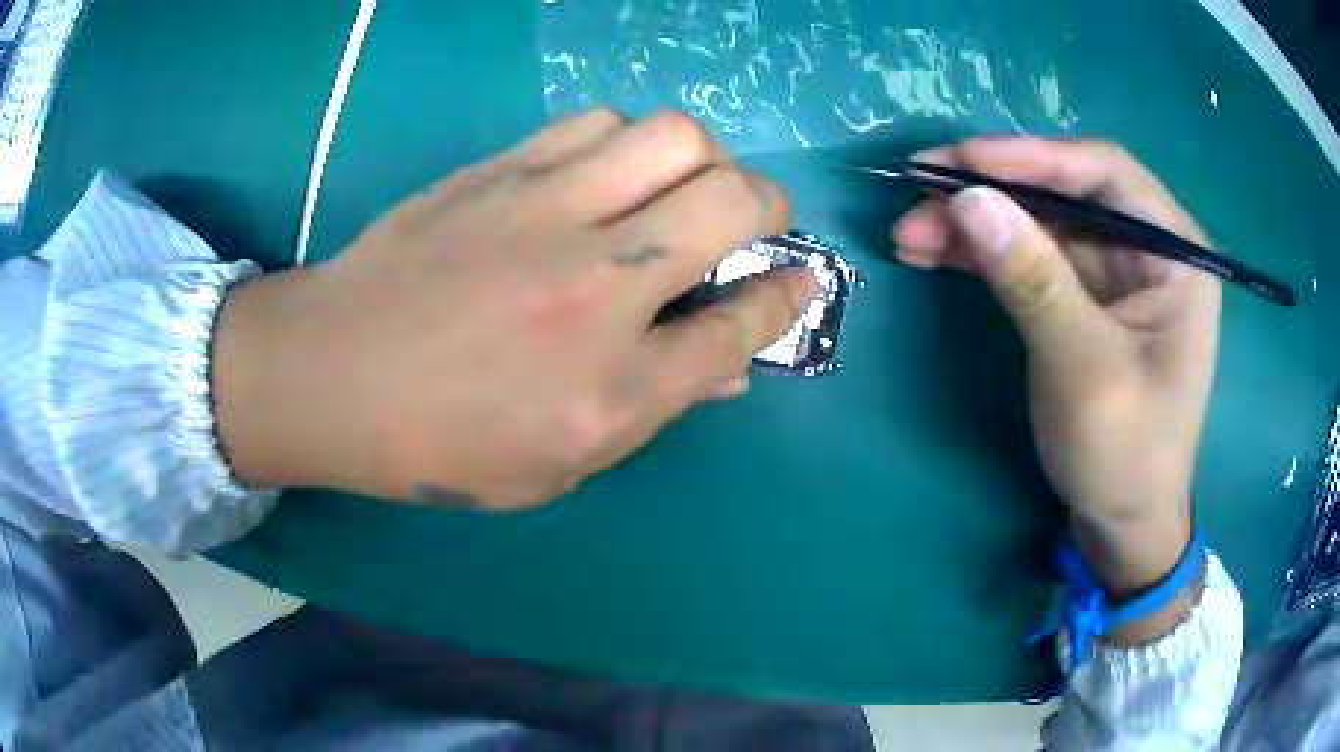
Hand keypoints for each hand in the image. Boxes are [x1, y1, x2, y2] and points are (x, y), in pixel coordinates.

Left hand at [213, 109, 813, 509]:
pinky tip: (604, 172)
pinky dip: (624, 141)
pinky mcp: (502, 172)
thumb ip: (655, 408)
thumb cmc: (438, 444)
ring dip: (698, 160)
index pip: (743, 325)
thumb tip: (731, 366)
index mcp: (615, 389)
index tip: (798, 280)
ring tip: (674, 188)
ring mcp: (547, 215)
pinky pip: (596, 122)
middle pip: (735, 203)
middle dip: (769, 205)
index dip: (787, 297)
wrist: (329, 377)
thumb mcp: (556, 465)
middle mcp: (598, 289)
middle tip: (751, 218)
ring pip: (674, 137)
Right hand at [894, 139, 1219, 635]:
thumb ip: (1035, 281)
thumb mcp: (1085, 372)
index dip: (1032, 157)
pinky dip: (983, 253)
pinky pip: (1031, 257)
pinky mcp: (1083, 297)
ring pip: (1039, 221)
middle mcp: (1147, 250)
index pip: (1104, 174)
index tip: (961, 162)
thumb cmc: (1125, 457)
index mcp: (1175, 255)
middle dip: (991, 190)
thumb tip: (969, 200)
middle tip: (918, 191)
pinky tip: (935, 253)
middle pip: (1064, 191)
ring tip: (910, 231)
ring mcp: (1113, 273)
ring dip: (975, 222)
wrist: (1122, 526)